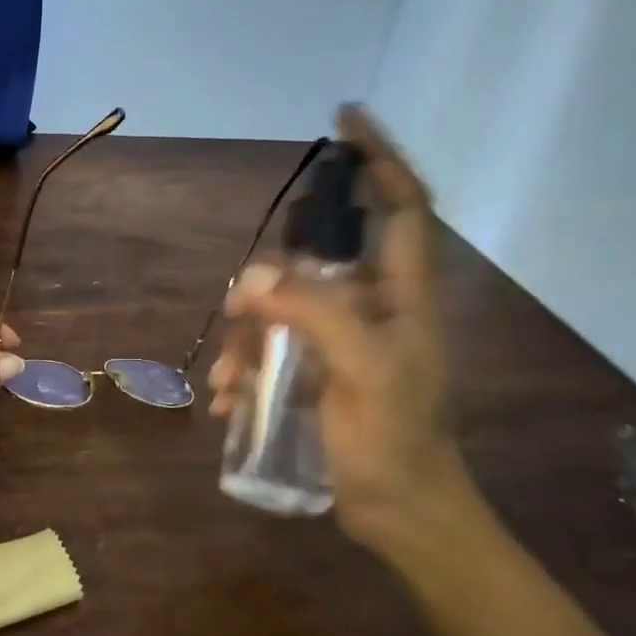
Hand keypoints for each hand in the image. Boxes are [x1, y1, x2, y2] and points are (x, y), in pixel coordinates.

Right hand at [209, 107, 463, 547]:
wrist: (402, 513)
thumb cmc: (395, 440)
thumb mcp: (362, 370)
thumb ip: (314, 313)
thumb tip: (252, 280)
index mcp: (404, 295)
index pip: (404, 205)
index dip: (380, 158)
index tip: (343, 122)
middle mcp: (376, 308)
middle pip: (319, 261)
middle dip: (272, 284)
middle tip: (242, 314)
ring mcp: (346, 341)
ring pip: (285, 308)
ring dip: (248, 339)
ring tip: (231, 381)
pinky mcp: (321, 371)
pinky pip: (274, 348)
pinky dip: (248, 368)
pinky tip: (231, 401)